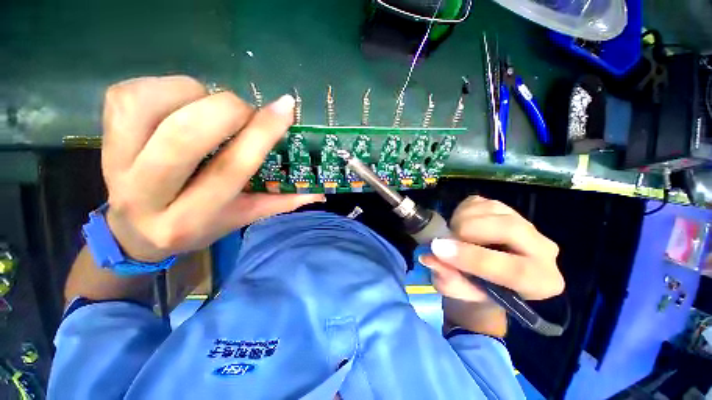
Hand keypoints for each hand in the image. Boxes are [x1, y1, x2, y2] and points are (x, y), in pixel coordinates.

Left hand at [101, 76, 323, 261]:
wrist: (134, 231)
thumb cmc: (196, 226)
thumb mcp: (241, 218)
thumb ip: (281, 203)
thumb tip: (319, 194)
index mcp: (190, 218)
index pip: (231, 169)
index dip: (260, 134)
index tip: (285, 108)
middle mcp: (145, 193)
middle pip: (185, 136)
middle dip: (227, 111)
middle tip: (245, 112)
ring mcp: (114, 162)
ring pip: (150, 106)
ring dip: (194, 95)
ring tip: (209, 109)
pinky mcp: (100, 136)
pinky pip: (130, 93)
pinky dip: (165, 87)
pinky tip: (180, 103)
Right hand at [419, 196, 563, 335]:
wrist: (486, 274)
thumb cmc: (477, 288)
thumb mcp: (461, 293)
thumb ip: (448, 281)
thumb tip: (429, 258)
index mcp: (541, 282)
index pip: (515, 270)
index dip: (472, 258)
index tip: (438, 249)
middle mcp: (543, 249)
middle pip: (509, 228)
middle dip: (468, 231)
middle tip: (445, 239)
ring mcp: (525, 223)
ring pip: (491, 209)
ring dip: (461, 220)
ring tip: (454, 236)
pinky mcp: (505, 208)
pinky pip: (479, 202)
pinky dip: (461, 211)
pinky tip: (461, 225)